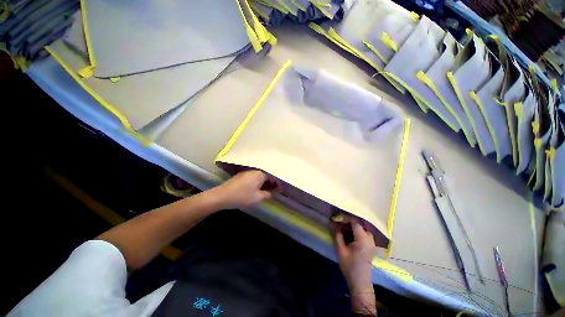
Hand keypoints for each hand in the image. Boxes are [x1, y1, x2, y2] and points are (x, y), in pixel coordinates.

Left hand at [215, 170, 276, 208]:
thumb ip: (270, 194)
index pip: (274, 177)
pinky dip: (258, 183)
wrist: (222, 195)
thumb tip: (277, 191)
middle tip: (275, 192)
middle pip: (267, 176)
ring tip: (267, 192)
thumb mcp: (258, 197)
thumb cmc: (242, 196)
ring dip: (265, 183)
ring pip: (261, 177)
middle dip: (272, 184)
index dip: (278, 184)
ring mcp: (248, 172)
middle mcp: (255, 170)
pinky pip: (254, 177)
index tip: (281, 191)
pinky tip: (258, 189)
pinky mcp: (243, 175)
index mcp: (261, 173)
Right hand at [334, 220, 376, 314]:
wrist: (360, 282)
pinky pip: (363, 234)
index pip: (354, 222)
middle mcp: (370, 238)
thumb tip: (333, 223)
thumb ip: (337, 235)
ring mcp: (372, 242)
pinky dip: (355, 232)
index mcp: (363, 239)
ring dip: (351, 227)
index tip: (335, 219)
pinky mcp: (371, 246)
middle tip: (337, 225)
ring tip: (341, 230)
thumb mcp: (340, 250)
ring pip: (360, 228)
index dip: (344, 219)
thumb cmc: (349, 266)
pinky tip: (348, 236)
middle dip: (347, 223)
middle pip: (358, 224)